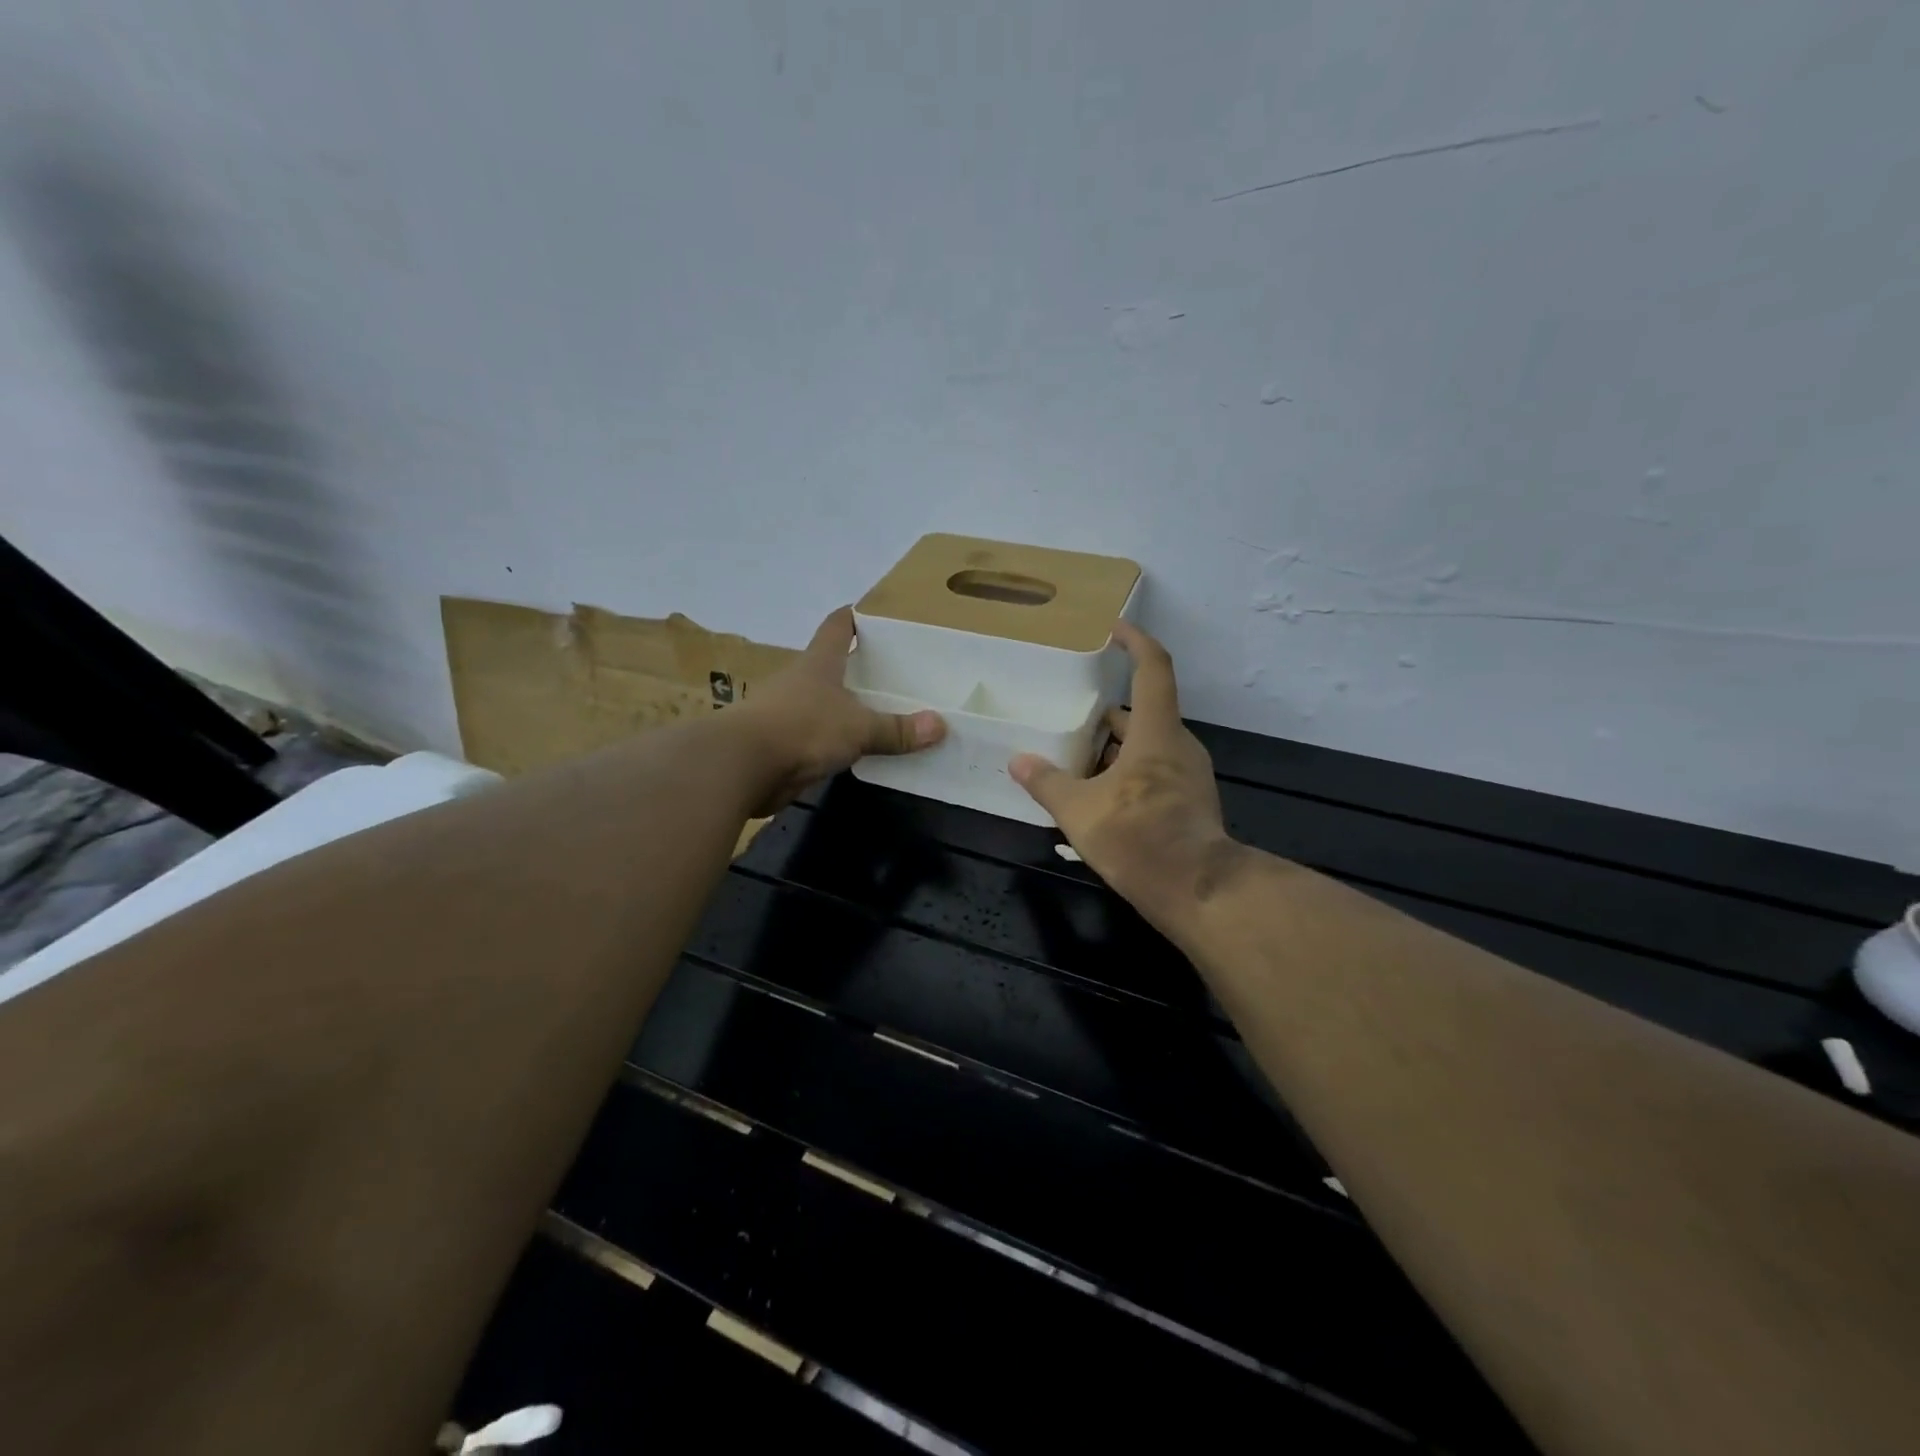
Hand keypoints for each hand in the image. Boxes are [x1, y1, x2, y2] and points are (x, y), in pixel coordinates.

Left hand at [731, 606, 944, 816]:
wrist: (741, 766)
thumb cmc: (802, 728)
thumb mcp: (858, 728)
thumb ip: (896, 729)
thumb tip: (940, 726)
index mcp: (819, 663)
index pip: (838, 626)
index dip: (855, 616)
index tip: (873, 611)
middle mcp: (800, 682)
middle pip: (831, 665)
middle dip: (857, 667)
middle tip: (893, 672)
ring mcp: (786, 713)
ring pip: (822, 704)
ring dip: (845, 708)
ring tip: (881, 714)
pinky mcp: (780, 745)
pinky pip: (815, 738)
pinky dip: (834, 742)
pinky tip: (856, 751)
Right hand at [1009, 623, 1243, 939]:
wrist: (1198, 892)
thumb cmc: (1138, 838)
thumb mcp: (1079, 811)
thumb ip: (1047, 783)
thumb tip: (1018, 762)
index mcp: (1157, 732)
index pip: (1153, 668)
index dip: (1135, 641)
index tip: (1114, 629)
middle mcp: (1179, 745)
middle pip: (1143, 713)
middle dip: (1106, 715)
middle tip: (1071, 720)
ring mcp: (1189, 775)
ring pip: (1148, 746)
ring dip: (1114, 750)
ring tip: (1075, 764)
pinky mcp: (1191, 802)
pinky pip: (1155, 772)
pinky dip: (1127, 774)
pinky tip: (1098, 799)